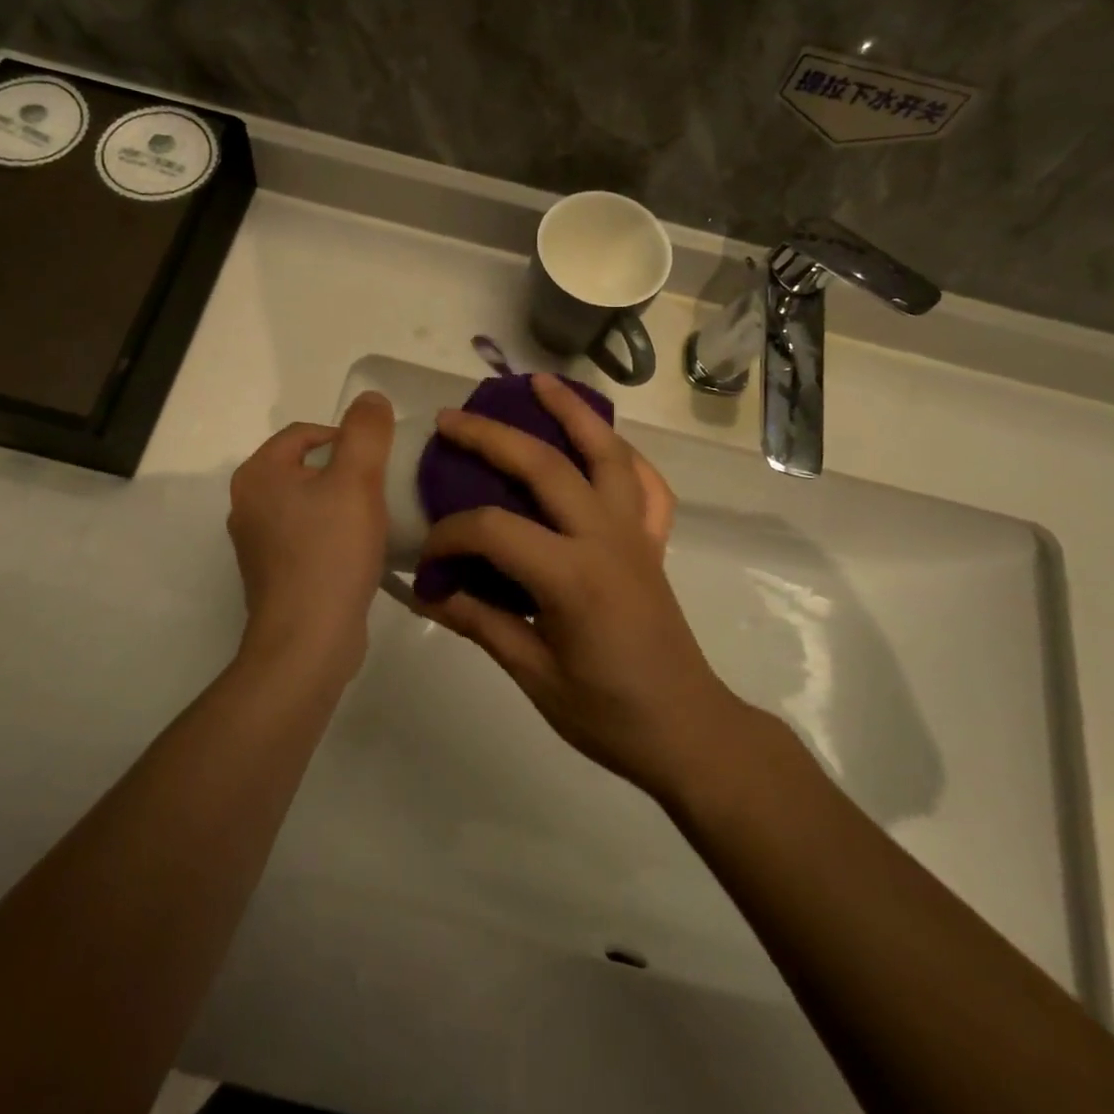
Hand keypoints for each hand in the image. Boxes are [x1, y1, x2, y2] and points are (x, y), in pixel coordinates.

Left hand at [227, 392, 394, 674]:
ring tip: (374, 519)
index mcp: (258, 474)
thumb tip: (369, 398)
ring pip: (306, 504)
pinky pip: (306, 537)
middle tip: (381, 488)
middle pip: (305, 468)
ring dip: (339, 504)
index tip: (380, 461)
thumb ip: (366, 432)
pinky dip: (331, 535)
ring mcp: (256, 543)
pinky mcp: (272, 574)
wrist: (308, 641)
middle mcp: (247, 504)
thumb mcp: (357, 480)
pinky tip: (357, 552)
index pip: (305, 433)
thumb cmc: (330, 553)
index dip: (346, 437)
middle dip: (344, 472)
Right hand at [416, 374, 741, 796]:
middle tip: (452, 419)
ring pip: (606, 454)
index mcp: (572, 577)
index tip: (427, 558)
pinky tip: (604, 443)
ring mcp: (636, 534)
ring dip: (572, 413)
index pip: (494, 530)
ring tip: (540, 383)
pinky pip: (646, 484)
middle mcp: (606, 539)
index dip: (450, 536)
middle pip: (545, 466)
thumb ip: (479, 622)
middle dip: (493, 437)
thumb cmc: (608, 714)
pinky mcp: (653, 541)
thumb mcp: (533, 674)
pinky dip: (625, 455)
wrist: (687, 730)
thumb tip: (425, 592)